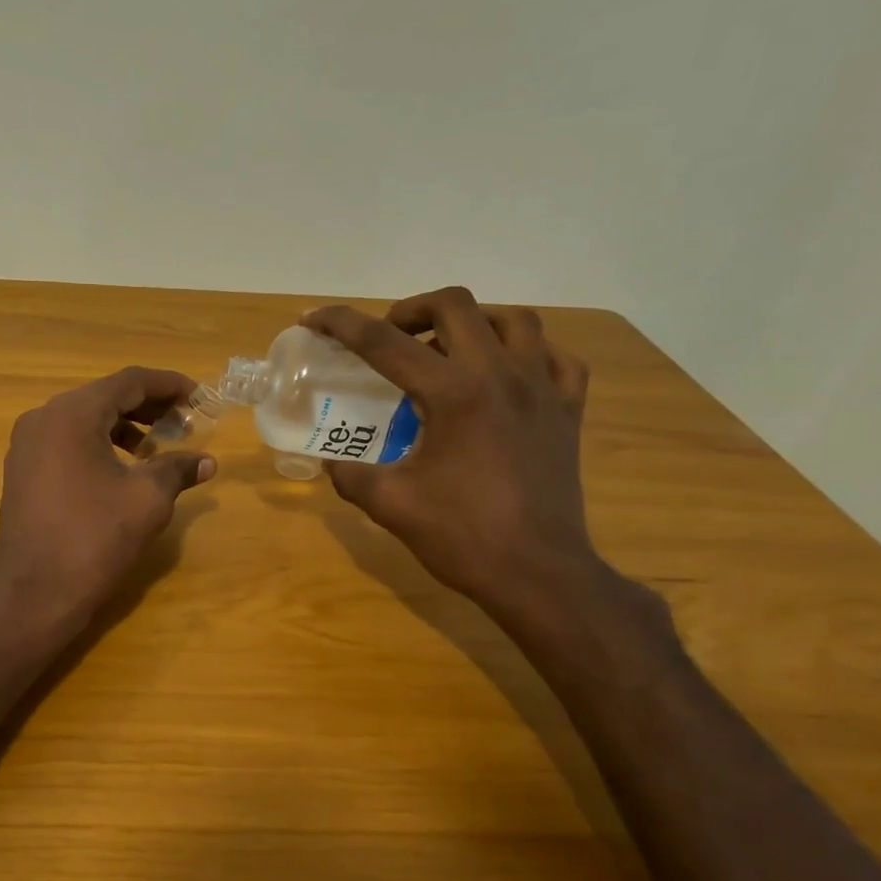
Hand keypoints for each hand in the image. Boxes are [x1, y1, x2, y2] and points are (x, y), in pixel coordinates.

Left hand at [0, 367, 216, 629]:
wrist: (34, 595)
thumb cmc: (94, 540)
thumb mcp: (147, 500)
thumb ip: (177, 469)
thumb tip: (207, 461)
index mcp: (72, 414)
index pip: (129, 382)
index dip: (169, 385)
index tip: (200, 396)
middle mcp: (43, 418)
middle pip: (104, 397)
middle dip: (148, 406)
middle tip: (185, 422)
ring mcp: (26, 445)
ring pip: (84, 420)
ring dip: (124, 427)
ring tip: (157, 447)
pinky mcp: (22, 470)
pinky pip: (66, 442)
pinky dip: (98, 445)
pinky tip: (122, 468)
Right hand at [304, 288, 596, 616]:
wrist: (539, 574)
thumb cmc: (462, 537)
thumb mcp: (389, 504)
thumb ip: (349, 473)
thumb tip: (329, 460)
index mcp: (454, 394)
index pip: (384, 342)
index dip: (341, 324)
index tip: (312, 319)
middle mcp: (501, 376)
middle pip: (456, 305)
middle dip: (410, 310)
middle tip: (388, 338)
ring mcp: (543, 390)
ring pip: (513, 320)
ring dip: (471, 322)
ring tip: (445, 349)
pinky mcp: (568, 411)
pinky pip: (554, 358)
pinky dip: (525, 353)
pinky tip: (503, 374)